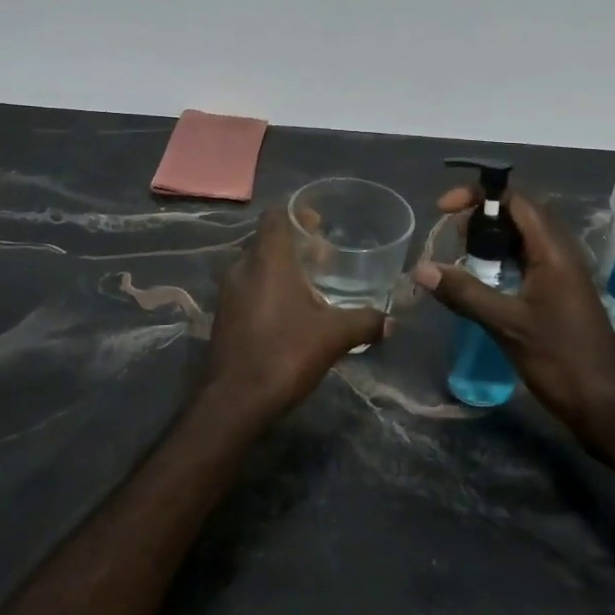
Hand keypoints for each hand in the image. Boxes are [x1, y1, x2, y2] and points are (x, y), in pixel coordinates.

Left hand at [203, 208, 385, 418]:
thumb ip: (364, 322)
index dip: (297, 213)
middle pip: (267, 239)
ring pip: (256, 265)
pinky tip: (289, 312)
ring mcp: (228, 292)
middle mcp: (242, 267)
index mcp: (267, 258)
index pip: (276, 215)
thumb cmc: (284, 353)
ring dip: (280, 268)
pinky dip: (267, 288)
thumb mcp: (334, 336)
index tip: (320, 225)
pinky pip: (247, 287)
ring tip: (310, 285)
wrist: (234, 401)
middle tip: (323, 257)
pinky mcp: (223, 316)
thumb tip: (391, 322)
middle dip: (294, 243)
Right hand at [413, 188, 614, 440]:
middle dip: (479, 219)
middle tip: (449, 240)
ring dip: (487, 243)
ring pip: (518, 241)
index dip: (478, 195)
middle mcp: (558, 254)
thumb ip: (465, 293)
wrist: (609, 407)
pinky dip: (497, 265)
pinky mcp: (555, 296)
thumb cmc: (563, 360)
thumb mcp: (508, 325)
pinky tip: (477, 285)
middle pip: (516, 215)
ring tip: (458, 260)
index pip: (515, 199)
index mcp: (553, 250)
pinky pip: (522, 264)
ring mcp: (559, 275)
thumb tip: (420, 268)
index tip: (443, 209)